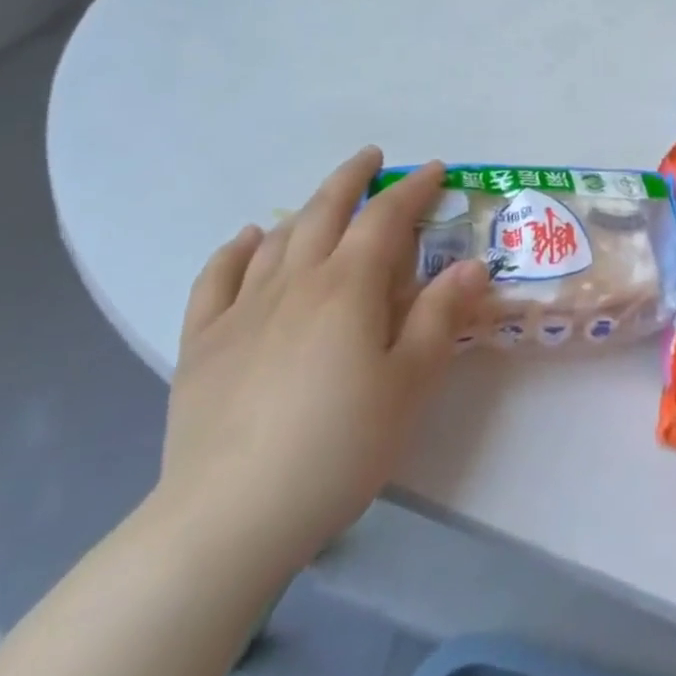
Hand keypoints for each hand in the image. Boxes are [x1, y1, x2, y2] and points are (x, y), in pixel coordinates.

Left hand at [153, 149, 489, 582]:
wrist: (228, 517)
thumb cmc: (337, 448)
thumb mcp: (408, 385)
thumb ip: (438, 317)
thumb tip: (471, 264)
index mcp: (348, 287)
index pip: (386, 218)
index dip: (412, 189)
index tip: (434, 170)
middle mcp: (295, 281)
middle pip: (326, 211)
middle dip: (353, 178)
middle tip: (372, 158)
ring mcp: (243, 309)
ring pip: (277, 238)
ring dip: (305, 209)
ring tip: (323, 201)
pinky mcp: (203, 342)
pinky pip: (217, 279)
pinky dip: (234, 251)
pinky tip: (246, 239)